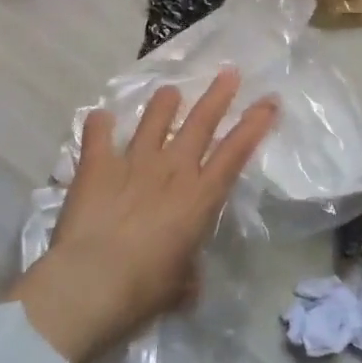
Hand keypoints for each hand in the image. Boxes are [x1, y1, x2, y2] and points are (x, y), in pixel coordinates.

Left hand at [8, 69, 277, 362]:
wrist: (92, 283)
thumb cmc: (146, 290)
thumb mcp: (180, 286)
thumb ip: (187, 271)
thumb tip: (185, 277)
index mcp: (200, 198)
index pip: (235, 152)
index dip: (255, 124)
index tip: (269, 100)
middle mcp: (172, 170)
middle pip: (200, 123)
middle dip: (217, 96)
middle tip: (228, 72)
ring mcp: (133, 163)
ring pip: (154, 120)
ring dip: (164, 103)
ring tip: (170, 90)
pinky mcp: (96, 166)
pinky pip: (98, 135)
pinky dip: (100, 124)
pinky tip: (100, 116)